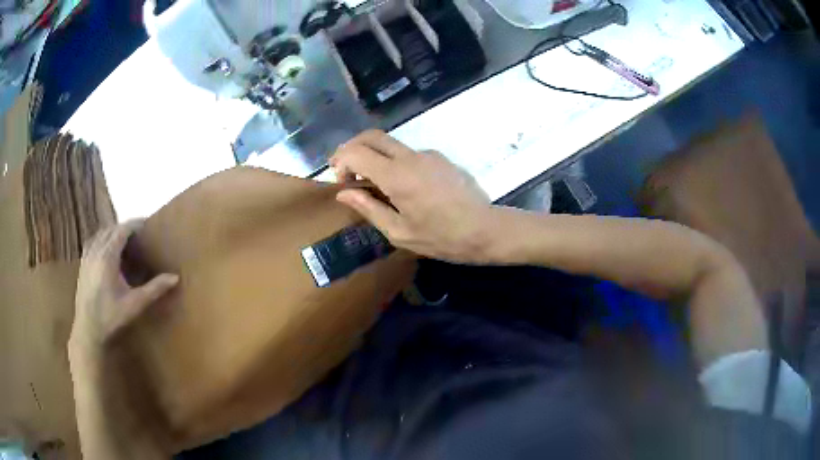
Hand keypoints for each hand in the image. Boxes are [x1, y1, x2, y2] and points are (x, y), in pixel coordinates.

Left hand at [69, 220, 178, 362]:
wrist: (88, 330)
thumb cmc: (111, 317)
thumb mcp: (134, 305)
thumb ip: (154, 289)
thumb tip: (175, 277)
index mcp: (108, 256)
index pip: (122, 230)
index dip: (135, 224)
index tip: (147, 223)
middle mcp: (96, 250)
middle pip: (111, 229)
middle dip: (125, 228)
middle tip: (138, 233)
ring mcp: (87, 256)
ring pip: (101, 234)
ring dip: (113, 232)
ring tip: (124, 239)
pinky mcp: (83, 264)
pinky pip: (93, 241)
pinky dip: (102, 238)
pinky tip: (106, 248)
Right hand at [330, 130, 494, 262]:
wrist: (485, 230)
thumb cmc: (441, 238)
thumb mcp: (399, 232)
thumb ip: (368, 208)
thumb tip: (344, 193)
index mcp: (397, 176)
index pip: (356, 152)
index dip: (341, 163)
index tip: (342, 183)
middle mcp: (411, 156)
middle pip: (372, 136)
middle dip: (352, 148)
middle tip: (346, 171)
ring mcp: (428, 154)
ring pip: (391, 144)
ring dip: (375, 156)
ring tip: (376, 186)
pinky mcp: (441, 158)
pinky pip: (410, 154)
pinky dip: (396, 163)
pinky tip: (404, 188)